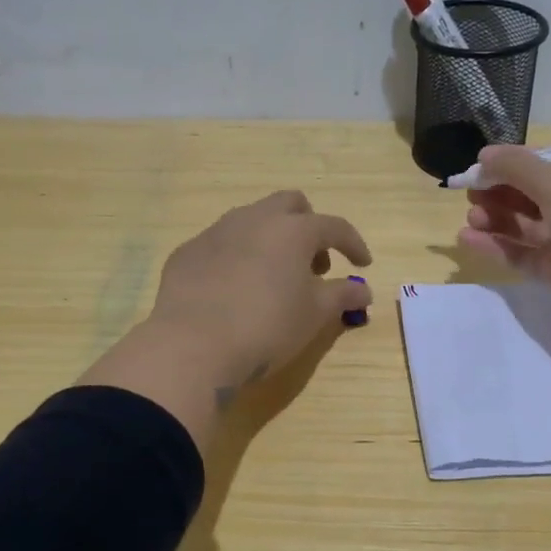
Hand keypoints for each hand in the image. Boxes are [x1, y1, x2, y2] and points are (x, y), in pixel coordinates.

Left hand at [149, 190, 373, 384]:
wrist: (193, 346)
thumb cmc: (267, 327)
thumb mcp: (315, 315)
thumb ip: (342, 295)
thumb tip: (363, 289)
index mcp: (292, 230)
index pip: (334, 226)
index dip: (353, 244)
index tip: (362, 264)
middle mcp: (254, 219)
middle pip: (290, 204)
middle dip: (308, 226)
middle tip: (313, 264)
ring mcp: (216, 232)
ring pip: (251, 219)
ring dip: (271, 238)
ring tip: (274, 277)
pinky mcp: (187, 252)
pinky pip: (220, 244)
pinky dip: (237, 257)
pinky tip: (234, 290)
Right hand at [457, 146, 550, 337]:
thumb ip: (517, 167)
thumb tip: (484, 155)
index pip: (546, 163)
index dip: (512, 164)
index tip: (479, 167)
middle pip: (532, 194)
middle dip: (500, 192)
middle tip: (470, 194)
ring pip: (525, 225)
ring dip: (496, 218)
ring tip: (470, 218)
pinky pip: (523, 254)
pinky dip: (498, 246)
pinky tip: (469, 240)